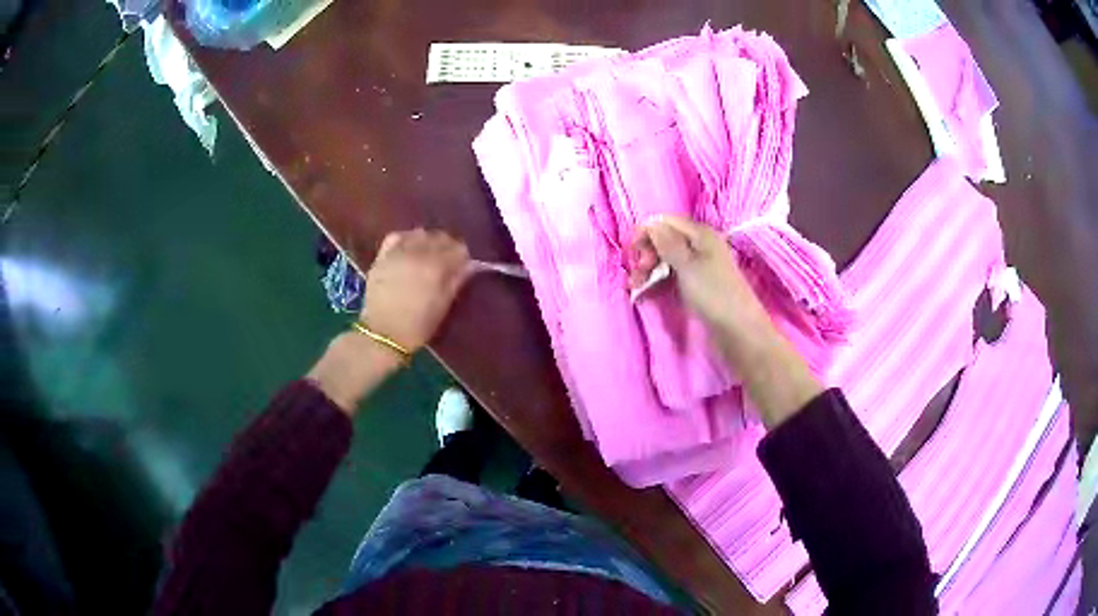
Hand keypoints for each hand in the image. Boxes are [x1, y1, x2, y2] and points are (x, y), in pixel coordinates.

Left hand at [361, 229, 470, 351]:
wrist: (383, 335)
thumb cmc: (417, 326)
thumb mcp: (443, 306)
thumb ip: (456, 281)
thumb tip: (469, 265)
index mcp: (437, 267)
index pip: (458, 248)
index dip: (463, 257)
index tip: (462, 266)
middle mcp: (418, 253)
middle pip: (440, 237)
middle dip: (447, 247)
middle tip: (447, 262)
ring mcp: (398, 252)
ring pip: (420, 234)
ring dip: (427, 241)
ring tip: (427, 255)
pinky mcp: (382, 256)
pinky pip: (397, 236)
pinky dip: (406, 238)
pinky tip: (408, 248)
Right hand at [631, 216, 822, 426]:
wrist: (739, 331)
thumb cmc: (713, 294)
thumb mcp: (687, 265)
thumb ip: (667, 243)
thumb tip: (650, 223)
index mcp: (700, 234)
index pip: (665, 222)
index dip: (645, 233)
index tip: (632, 254)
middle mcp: (700, 246)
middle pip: (664, 241)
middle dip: (646, 254)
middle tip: (638, 275)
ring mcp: (699, 267)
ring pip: (666, 260)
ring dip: (649, 271)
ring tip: (636, 289)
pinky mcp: (698, 286)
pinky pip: (672, 276)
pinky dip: (658, 282)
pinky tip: (647, 294)